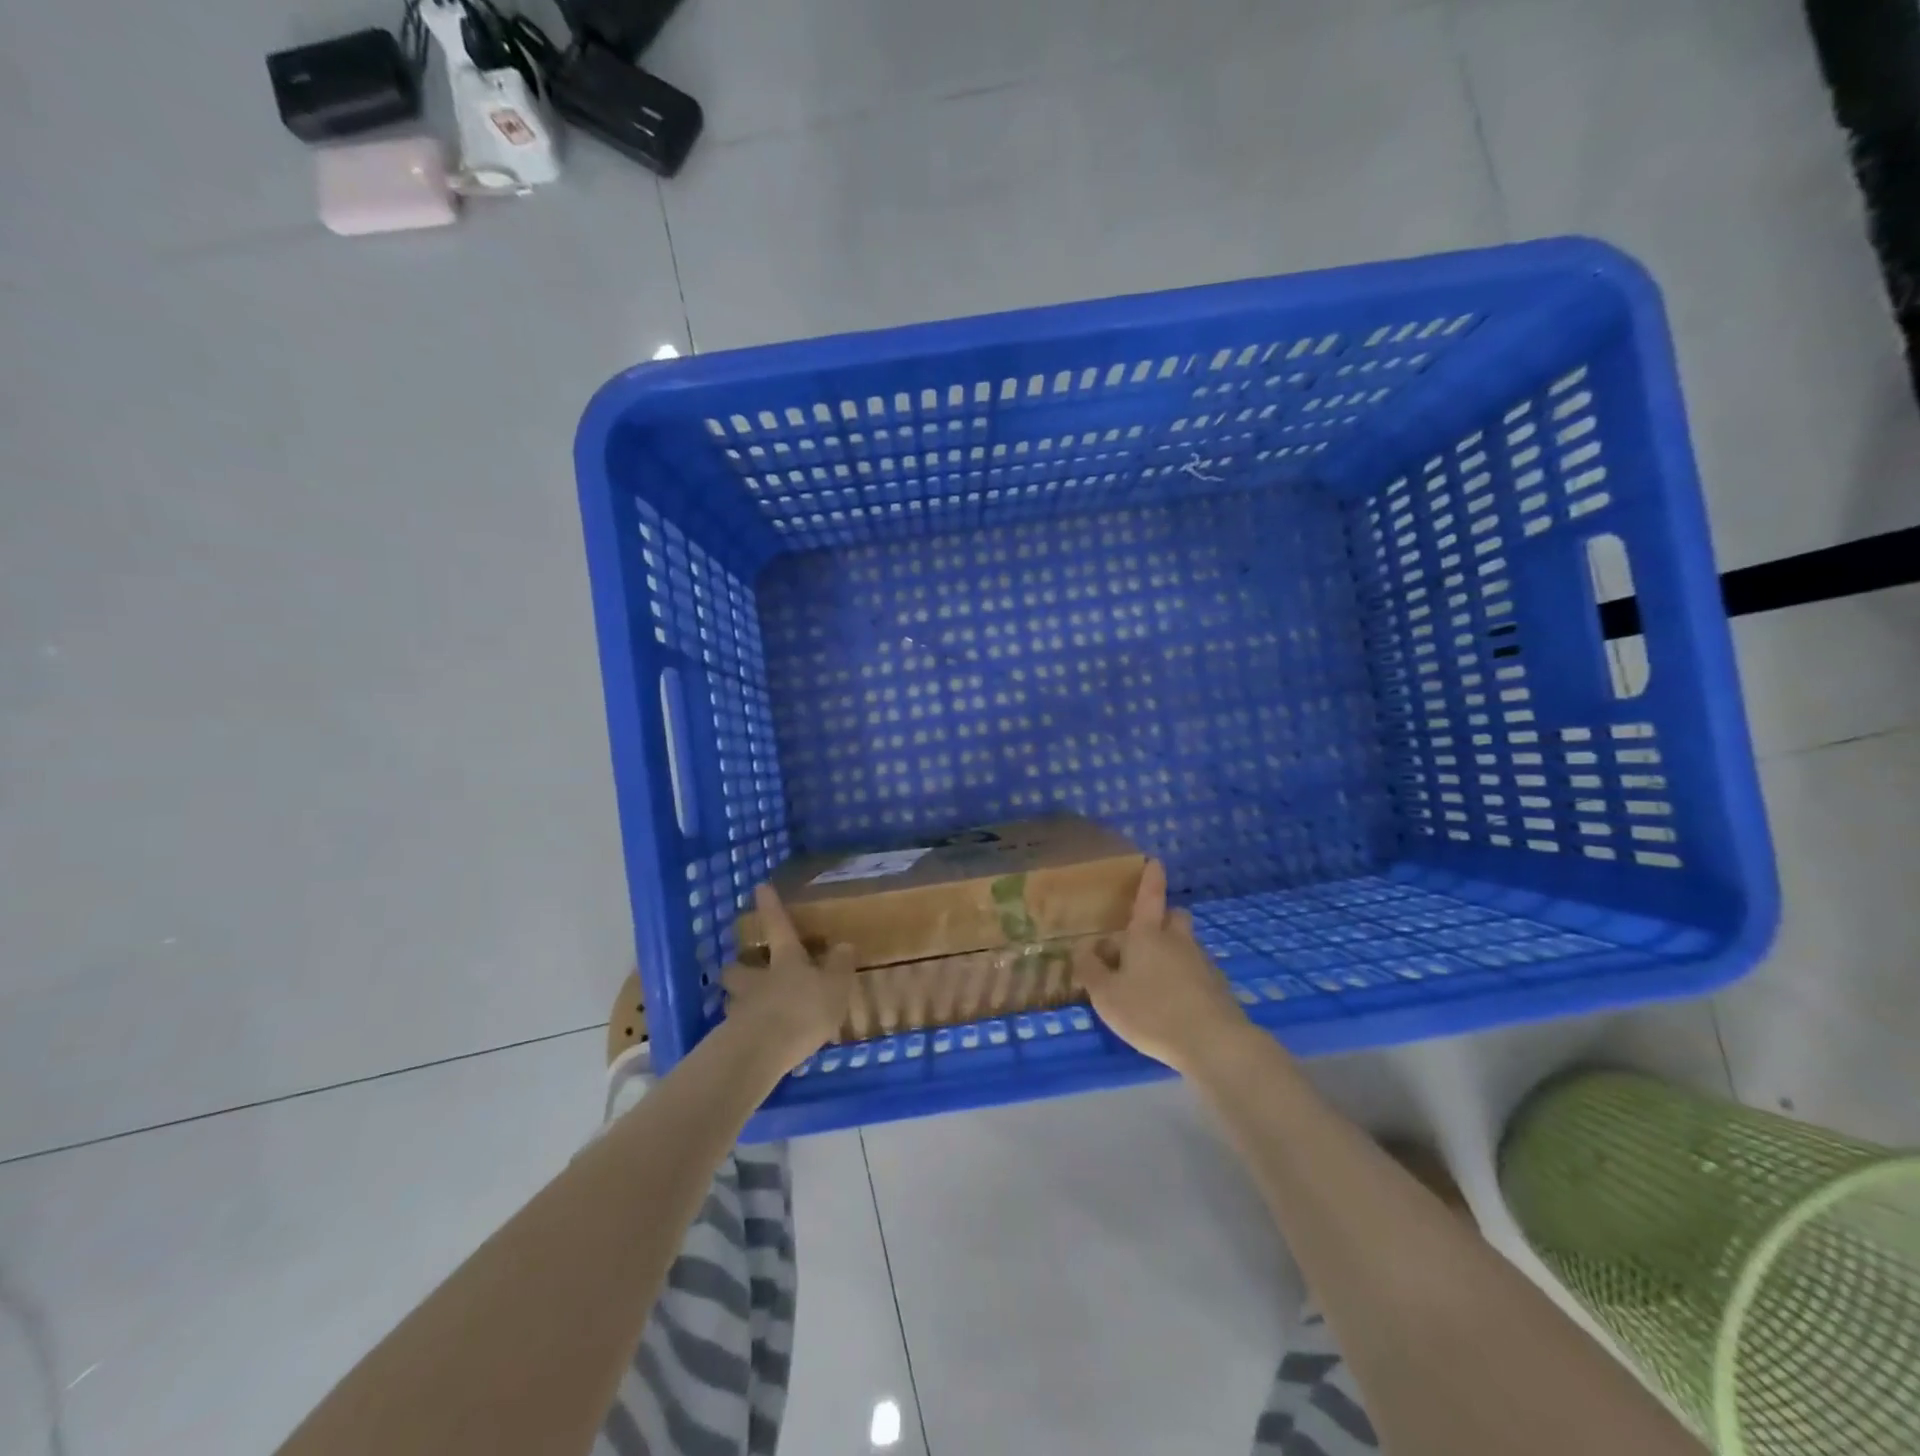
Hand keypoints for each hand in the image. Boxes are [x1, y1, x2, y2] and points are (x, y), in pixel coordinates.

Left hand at [722, 884, 856, 1067]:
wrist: (761, 1051)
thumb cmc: (803, 1010)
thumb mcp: (835, 987)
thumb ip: (840, 967)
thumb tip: (844, 944)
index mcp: (786, 960)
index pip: (777, 926)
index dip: (770, 906)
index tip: (759, 887)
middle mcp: (758, 979)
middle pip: (739, 966)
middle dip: (739, 965)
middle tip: (744, 968)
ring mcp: (741, 1009)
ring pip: (733, 997)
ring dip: (738, 999)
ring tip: (749, 1008)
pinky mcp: (733, 1039)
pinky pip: (737, 1028)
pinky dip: (744, 1030)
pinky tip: (757, 1041)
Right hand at [1075, 860, 1250, 1074]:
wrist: (1213, 1043)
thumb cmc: (1151, 1012)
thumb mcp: (1106, 996)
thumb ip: (1091, 970)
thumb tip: (1081, 949)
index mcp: (1147, 935)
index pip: (1149, 896)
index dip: (1151, 878)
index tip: (1155, 861)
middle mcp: (1177, 941)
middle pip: (1174, 916)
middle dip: (1163, 918)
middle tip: (1145, 935)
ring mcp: (1202, 963)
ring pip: (1187, 944)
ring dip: (1173, 951)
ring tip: (1153, 978)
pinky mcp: (1218, 987)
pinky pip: (1197, 971)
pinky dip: (1185, 978)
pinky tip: (1174, 1002)